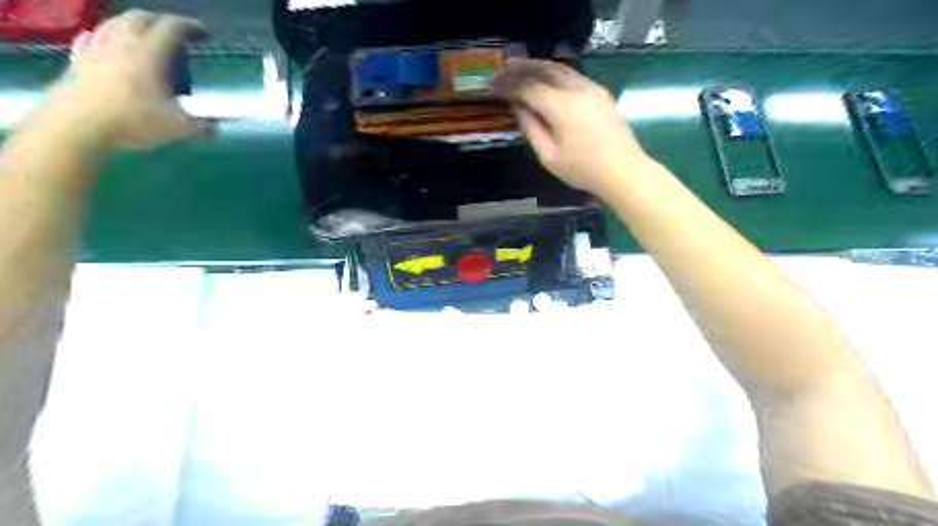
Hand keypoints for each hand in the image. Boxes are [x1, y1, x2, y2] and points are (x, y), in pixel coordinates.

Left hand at [48, 10, 208, 148]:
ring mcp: (96, 49)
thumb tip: (218, 129)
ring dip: (132, 24)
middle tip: (176, 32)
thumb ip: (202, 126)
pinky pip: (91, 39)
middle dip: (160, 20)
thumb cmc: (134, 122)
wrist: (78, 126)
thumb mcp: (179, 128)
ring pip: (114, 23)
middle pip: (140, 18)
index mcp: (150, 53)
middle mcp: (122, 43)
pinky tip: (106, 42)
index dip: (190, 27)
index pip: (172, 28)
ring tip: (145, 35)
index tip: (203, 33)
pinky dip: (104, 36)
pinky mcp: (78, 61)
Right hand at [494, 58, 649, 196]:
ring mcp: (592, 89)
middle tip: (503, 68)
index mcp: (561, 106)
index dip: (508, 84)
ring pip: (561, 68)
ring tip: (521, 69)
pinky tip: (547, 80)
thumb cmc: (583, 170)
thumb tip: (518, 107)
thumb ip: (531, 128)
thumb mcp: (549, 156)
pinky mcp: (601, 93)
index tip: (492, 84)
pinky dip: (555, 74)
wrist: (624, 171)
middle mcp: (577, 89)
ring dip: (539, 66)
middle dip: (522, 66)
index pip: (528, 86)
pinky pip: (573, 76)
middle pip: (545, 68)